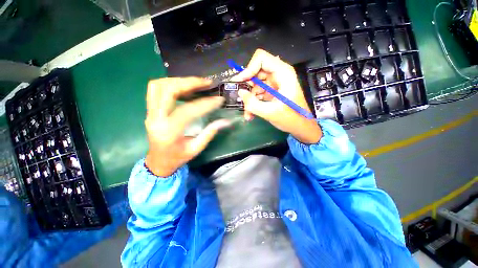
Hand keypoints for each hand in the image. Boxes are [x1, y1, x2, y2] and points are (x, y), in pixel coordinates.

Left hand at [145, 77, 229, 176]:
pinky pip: (156, 90)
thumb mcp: (196, 148)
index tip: (219, 99)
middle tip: (206, 82)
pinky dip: (171, 84)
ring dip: (178, 81)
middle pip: (167, 90)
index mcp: (169, 132)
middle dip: (188, 82)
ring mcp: (150, 113)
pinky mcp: (150, 110)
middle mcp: (156, 119)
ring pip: (158, 86)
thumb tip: (225, 121)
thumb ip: (210, 132)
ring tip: (196, 83)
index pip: (188, 111)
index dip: (206, 103)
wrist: (158, 162)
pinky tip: (185, 87)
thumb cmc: (178, 158)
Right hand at [232, 49, 321, 143]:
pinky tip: (251, 114)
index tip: (241, 82)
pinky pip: (258, 92)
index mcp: (283, 73)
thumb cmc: (291, 119)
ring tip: (248, 112)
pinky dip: (253, 102)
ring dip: (249, 98)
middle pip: (256, 72)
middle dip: (247, 86)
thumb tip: (240, 92)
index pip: (261, 59)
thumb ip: (252, 103)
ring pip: (255, 84)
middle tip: (241, 98)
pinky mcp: (272, 91)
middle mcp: (278, 75)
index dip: (249, 69)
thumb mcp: (270, 112)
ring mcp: (275, 83)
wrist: (300, 127)